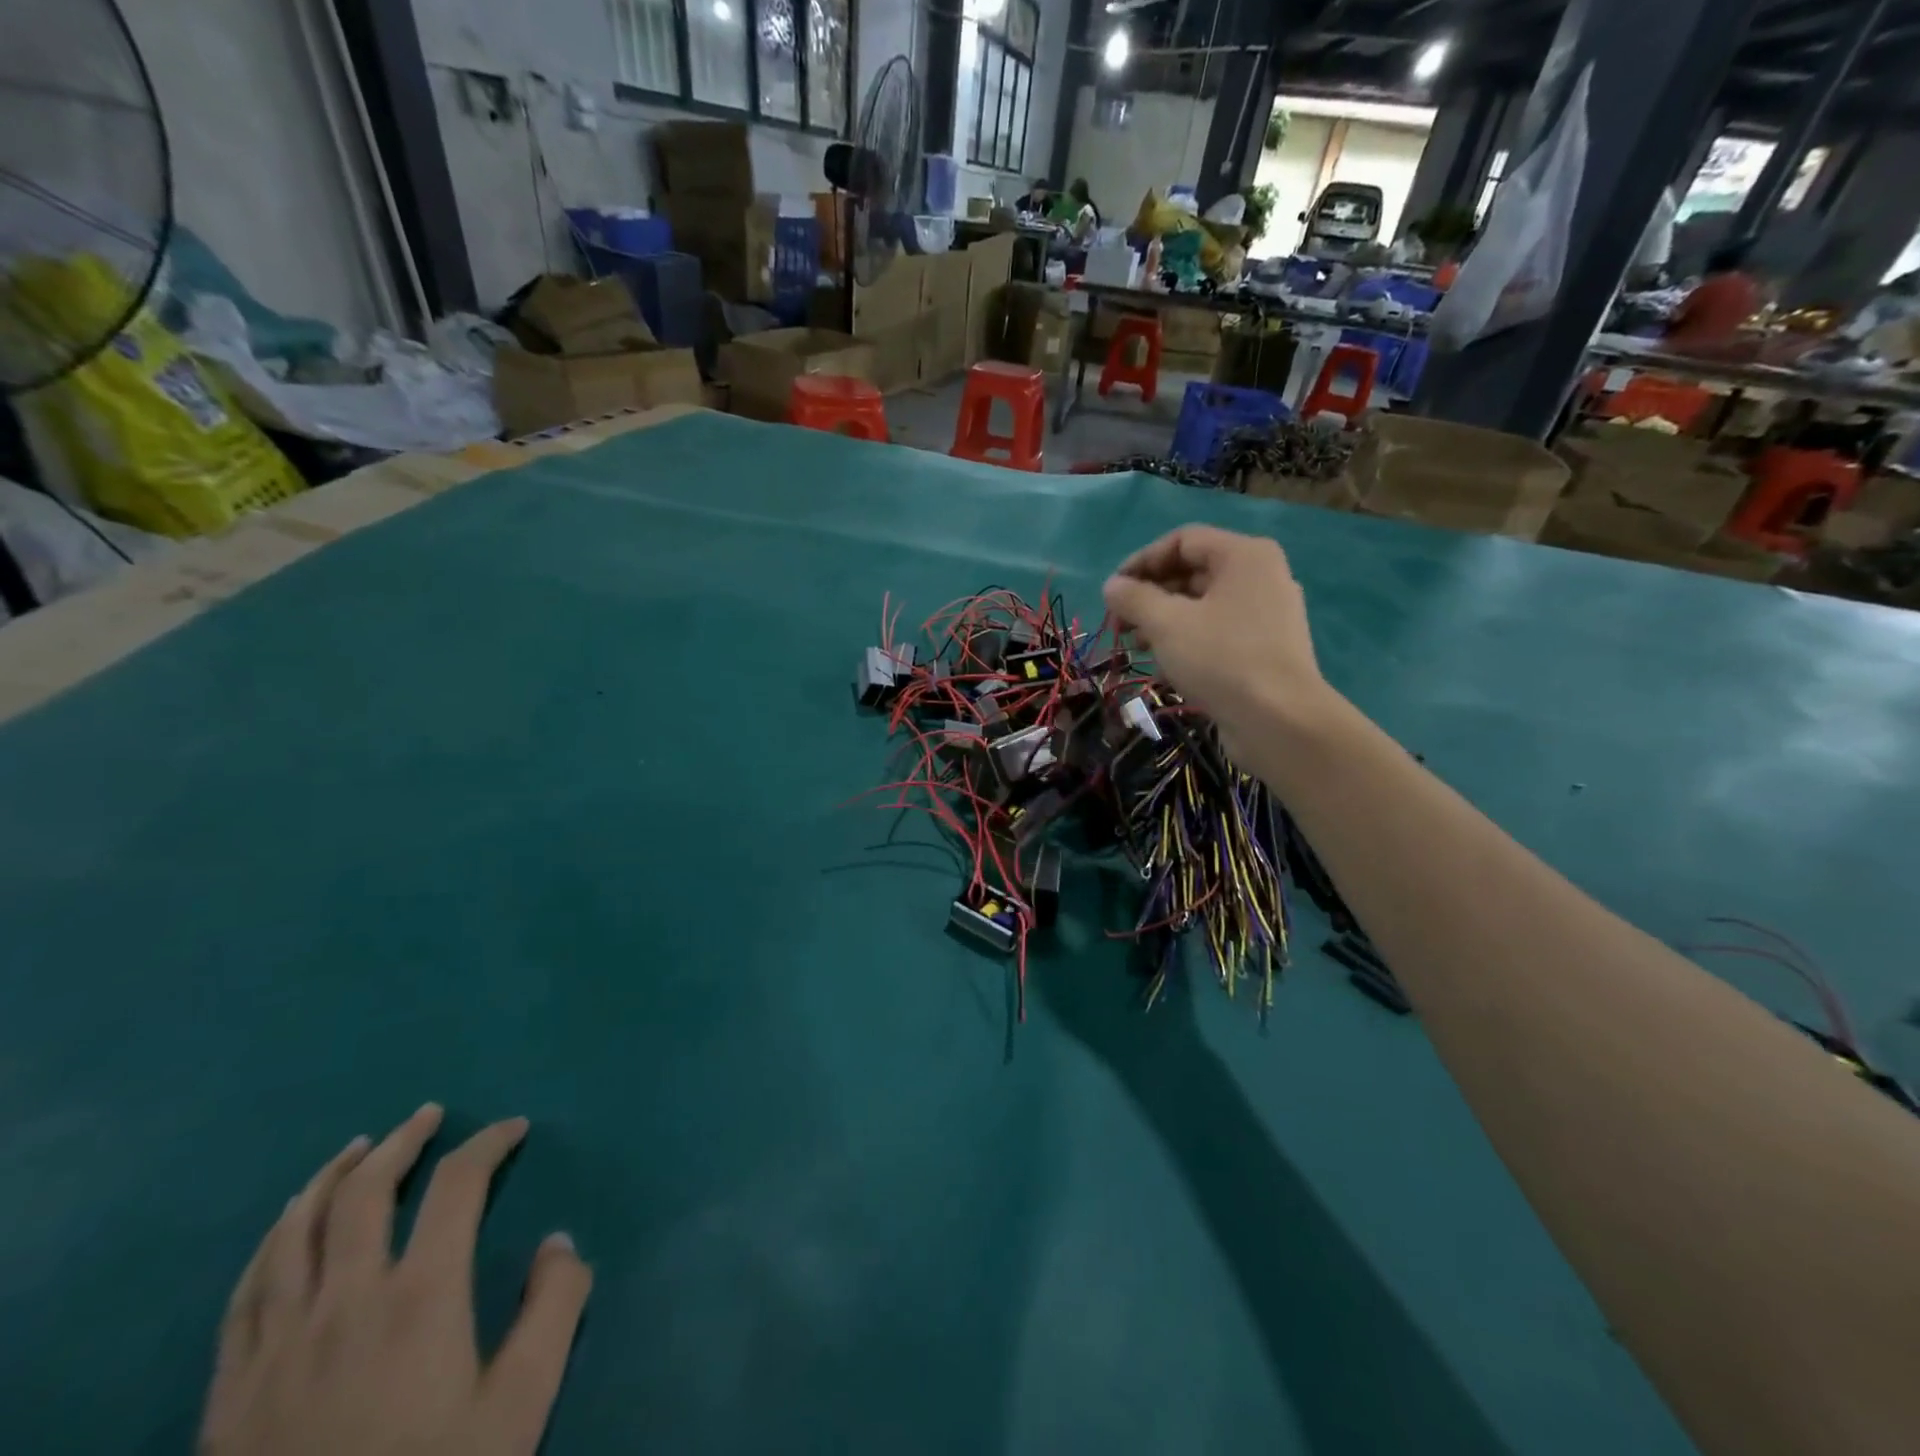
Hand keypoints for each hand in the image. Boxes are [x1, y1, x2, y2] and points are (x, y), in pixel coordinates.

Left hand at [199, 1104, 591, 1455]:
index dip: (488, 1143)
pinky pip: (244, 1293)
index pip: (457, 1185)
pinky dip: (271, 1242)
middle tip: (428, 1115)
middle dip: (402, 1142)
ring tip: (357, 1150)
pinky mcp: (229, 1391)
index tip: (514, 1128)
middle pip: (364, 1192)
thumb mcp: (520, 1405)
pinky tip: (285, 1229)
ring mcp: (276, 1345)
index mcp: (420, 1296)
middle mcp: (344, 1301)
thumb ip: (554, 1310)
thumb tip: (559, 1242)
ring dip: (329, 1177)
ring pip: (293, 1233)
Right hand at [1103, 525, 1332, 761]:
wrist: (1279, 721)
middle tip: (1120, 624)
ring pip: (1203, 605)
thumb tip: (1112, 586)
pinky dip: (1187, 641)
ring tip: (1137, 647)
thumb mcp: (1166, 624)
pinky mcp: (1264, 648)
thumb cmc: (1221, 659)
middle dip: (1150, 596)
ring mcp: (1266, 614)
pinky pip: (1217, 632)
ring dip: (1163, 621)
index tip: (1113, 591)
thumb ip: (1134, 598)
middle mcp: (1260, 576)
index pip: (1183, 540)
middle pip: (1193, 572)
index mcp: (1244, 556)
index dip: (1142, 561)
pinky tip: (1165, 667)